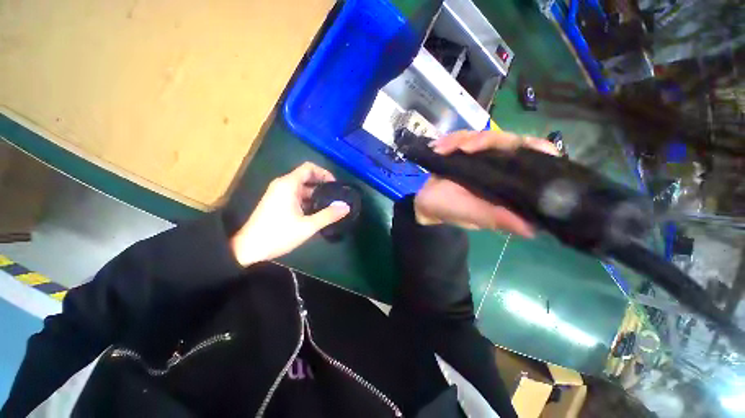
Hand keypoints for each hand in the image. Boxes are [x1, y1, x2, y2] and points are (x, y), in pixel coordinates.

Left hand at [230, 162, 349, 266]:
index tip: (335, 185)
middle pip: (306, 177)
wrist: (248, 248)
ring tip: (329, 206)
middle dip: (322, 185)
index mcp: (288, 185)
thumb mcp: (307, 226)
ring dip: (316, 195)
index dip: (324, 173)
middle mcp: (283, 185)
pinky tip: (316, 212)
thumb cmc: (278, 234)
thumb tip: (346, 207)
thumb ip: (328, 215)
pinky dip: (308, 200)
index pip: (309, 168)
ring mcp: (278, 193)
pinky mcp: (277, 202)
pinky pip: (296, 195)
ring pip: (302, 188)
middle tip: (336, 197)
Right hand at [413, 130, 559, 236]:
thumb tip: (533, 230)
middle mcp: (499, 167)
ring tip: (441, 150)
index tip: (523, 144)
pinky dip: (449, 140)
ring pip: (483, 135)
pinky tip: (438, 149)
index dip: (536, 149)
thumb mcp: (475, 215)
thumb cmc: (450, 210)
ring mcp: (481, 157)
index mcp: (508, 183)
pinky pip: (462, 136)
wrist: (426, 203)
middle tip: (463, 148)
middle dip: (485, 141)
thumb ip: (498, 218)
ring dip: (461, 140)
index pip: (533, 161)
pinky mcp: (463, 151)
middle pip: (508, 141)